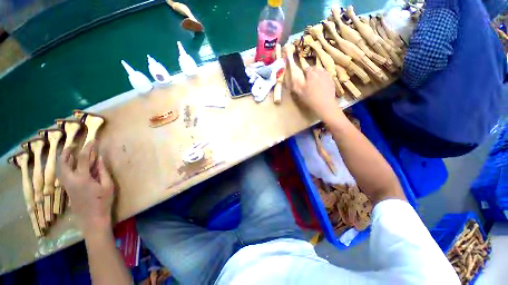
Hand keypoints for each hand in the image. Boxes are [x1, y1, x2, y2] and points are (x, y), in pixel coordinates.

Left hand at [59, 141, 114, 235]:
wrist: (92, 219)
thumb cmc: (103, 202)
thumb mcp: (107, 186)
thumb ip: (102, 171)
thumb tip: (99, 158)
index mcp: (82, 178)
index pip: (82, 158)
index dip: (88, 148)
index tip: (93, 141)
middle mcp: (70, 180)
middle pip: (63, 162)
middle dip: (67, 152)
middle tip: (73, 145)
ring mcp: (67, 185)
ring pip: (60, 169)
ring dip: (64, 159)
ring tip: (70, 152)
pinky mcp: (67, 189)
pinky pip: (63, 174)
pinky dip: (65, 166)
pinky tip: (71, 165)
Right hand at [290, 67, 341, 120]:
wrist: (325, 105)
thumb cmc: (310, 99)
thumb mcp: (300, 93)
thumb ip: (296, 85)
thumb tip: (293, 79)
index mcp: (311, 75)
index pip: (307, 68)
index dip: (304, 70)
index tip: (302, 74)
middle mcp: (320, 73)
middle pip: (315, 68)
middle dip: (312, 70)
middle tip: (309, 76)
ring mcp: (327, 77)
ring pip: (322, 71)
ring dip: (318, 73)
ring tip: (316, 78)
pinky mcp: (332, 81)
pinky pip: (327, 76)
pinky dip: (324, 77)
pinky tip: (322, 83)